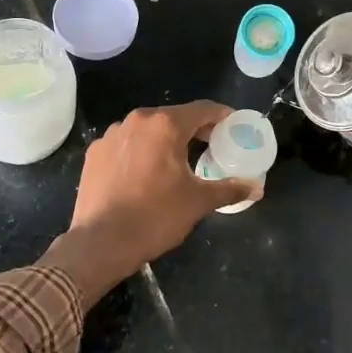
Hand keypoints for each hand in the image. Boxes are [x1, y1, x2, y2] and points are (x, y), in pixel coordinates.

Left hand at [41, 102, 258, 304]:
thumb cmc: (155, 217)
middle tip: (212, 146)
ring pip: (148, 130)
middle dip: (195, 130)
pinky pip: (126, 144)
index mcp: (165, 125)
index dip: (222, 116)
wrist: (100, 243)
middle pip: (174, 117)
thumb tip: (256, 188)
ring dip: (165, 140)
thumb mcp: (198, 202)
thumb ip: (229, 189)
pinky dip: (141, 152)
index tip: (234, 126)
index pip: (202, 109)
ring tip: (178, 161)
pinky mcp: (95, 153)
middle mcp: (137, 120)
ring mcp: (112, 135)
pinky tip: (146, 174)